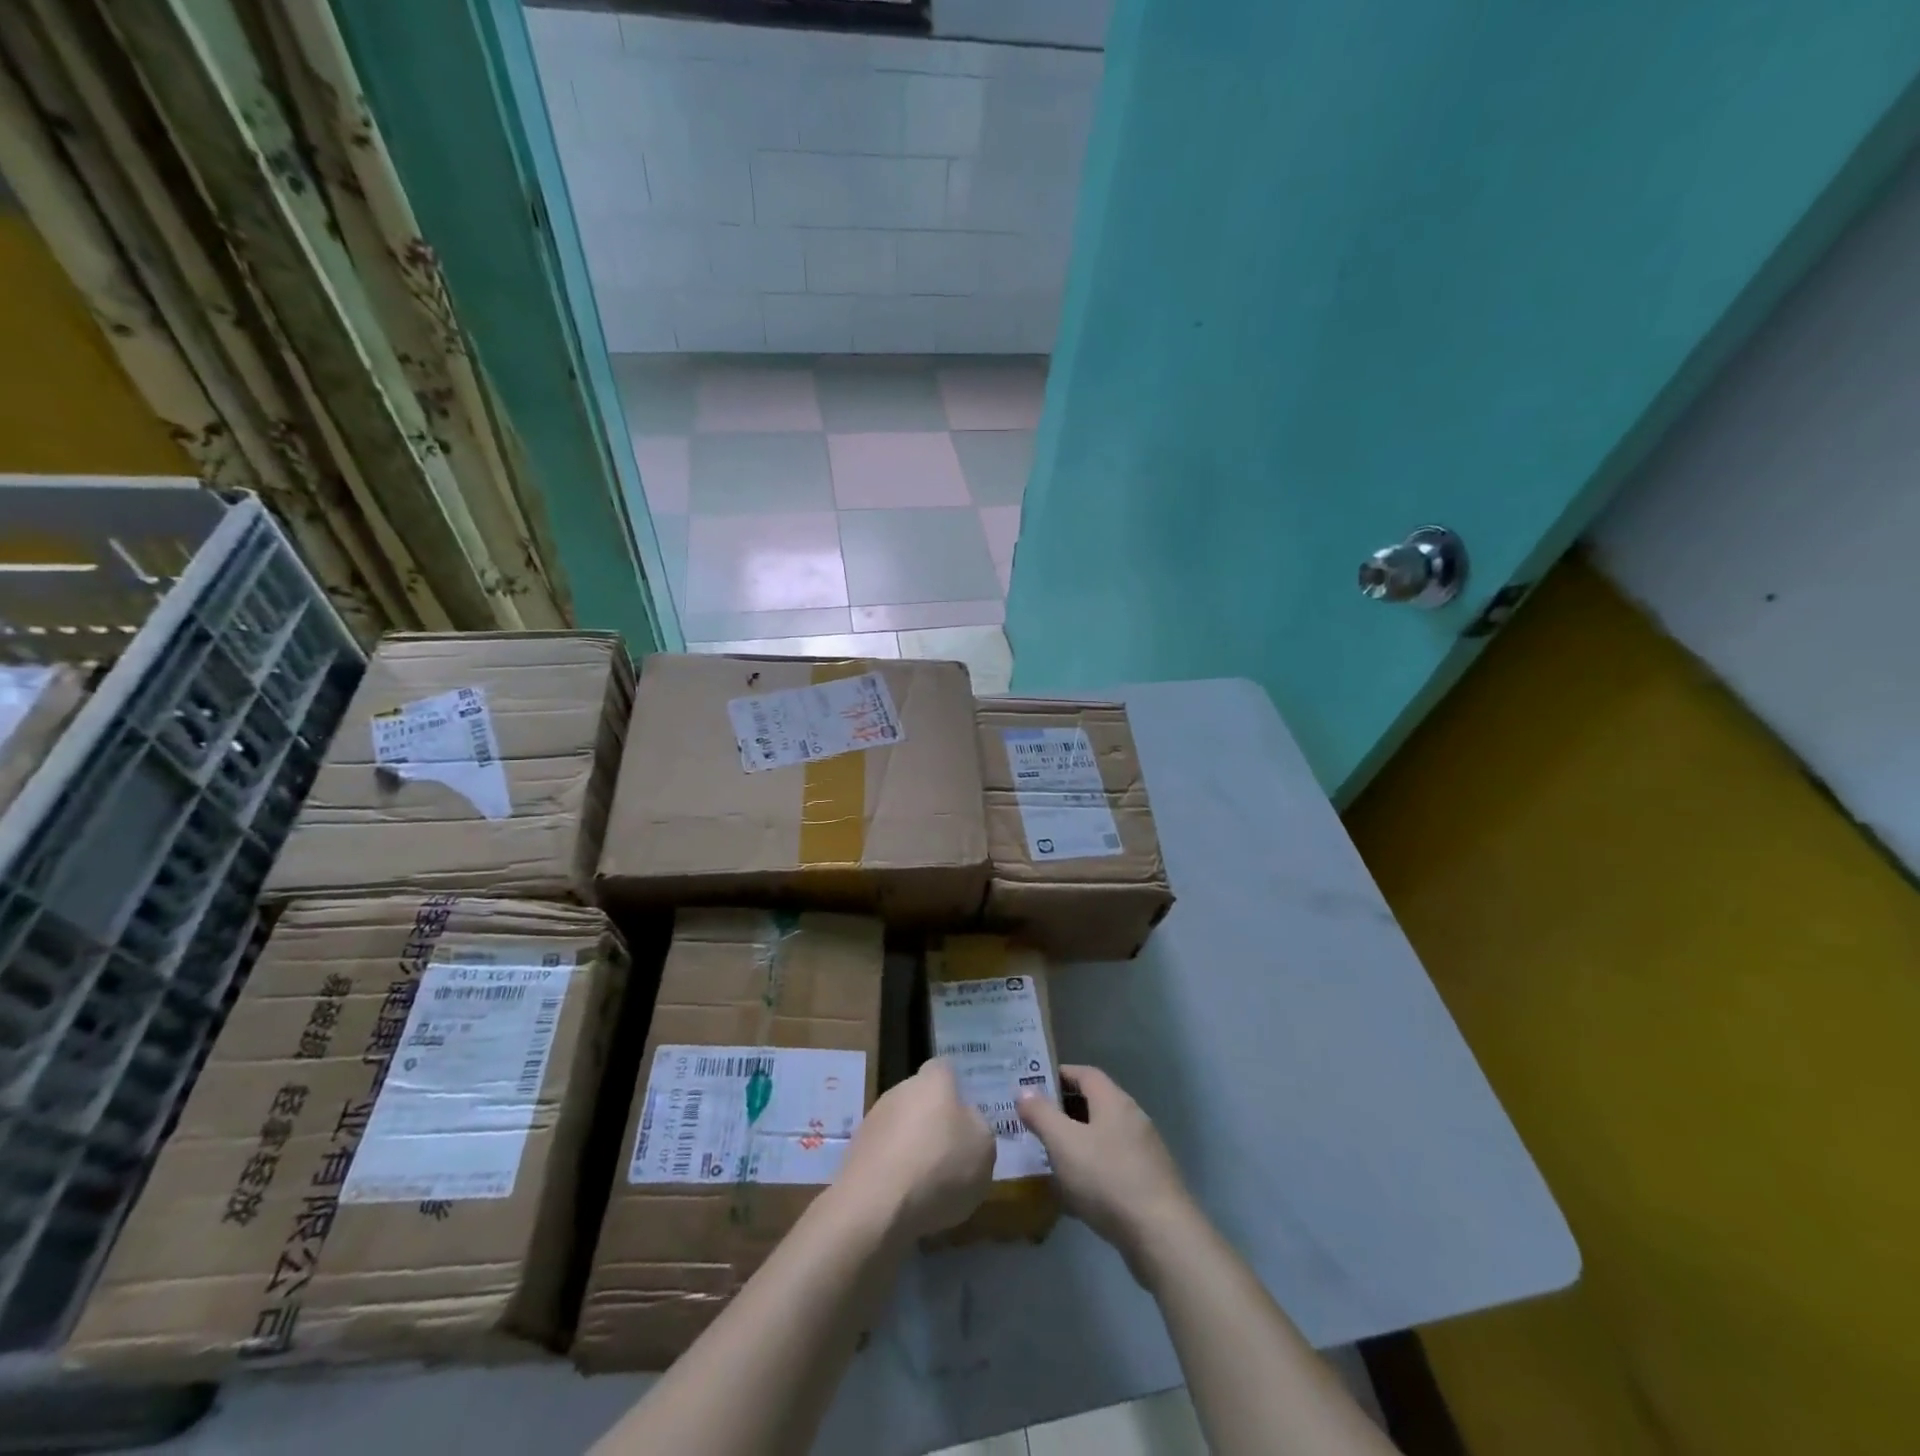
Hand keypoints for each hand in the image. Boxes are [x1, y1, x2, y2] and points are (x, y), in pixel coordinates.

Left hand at [837, 1059, 994, 1239]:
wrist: (876, 1207)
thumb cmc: (940, 1168)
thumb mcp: (983, 1148)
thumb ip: (977, 1127)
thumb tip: (965, 1121)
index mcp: (933, 1081)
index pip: (944, 1069)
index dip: (955, 1088)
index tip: (965, 1114)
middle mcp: (899, 1090)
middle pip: (921, 1099)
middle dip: (933, 1121)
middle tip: (950, 1155)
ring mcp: (873, 1121)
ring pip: (901, 1127)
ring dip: (912, 1147)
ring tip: (928, 1186)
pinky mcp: (855, 1153)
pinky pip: (884, 1156)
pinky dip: (894, 1172)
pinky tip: (904, 1201)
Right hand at [1018, 1065, 1194, 1280]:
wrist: (1162, 1236)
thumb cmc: (1108, 1179)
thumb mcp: (1064, 1143)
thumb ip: (1041, 1114)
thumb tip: (1024, 1090)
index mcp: (1113, 1101)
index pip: (1084, 1073)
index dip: (1058, 1075)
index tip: (1033, 1086)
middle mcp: (1132, 1118)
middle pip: (1093, 1104)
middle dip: (1063, 1111)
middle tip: (1034, 1122)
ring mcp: (1143, 1152)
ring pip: (1102, 1137)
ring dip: (1076, 1142)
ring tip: (1048, 1157)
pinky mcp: (1147, 1183)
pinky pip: (1111, 1165)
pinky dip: (1090, 1169)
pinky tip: (1074, 1193)